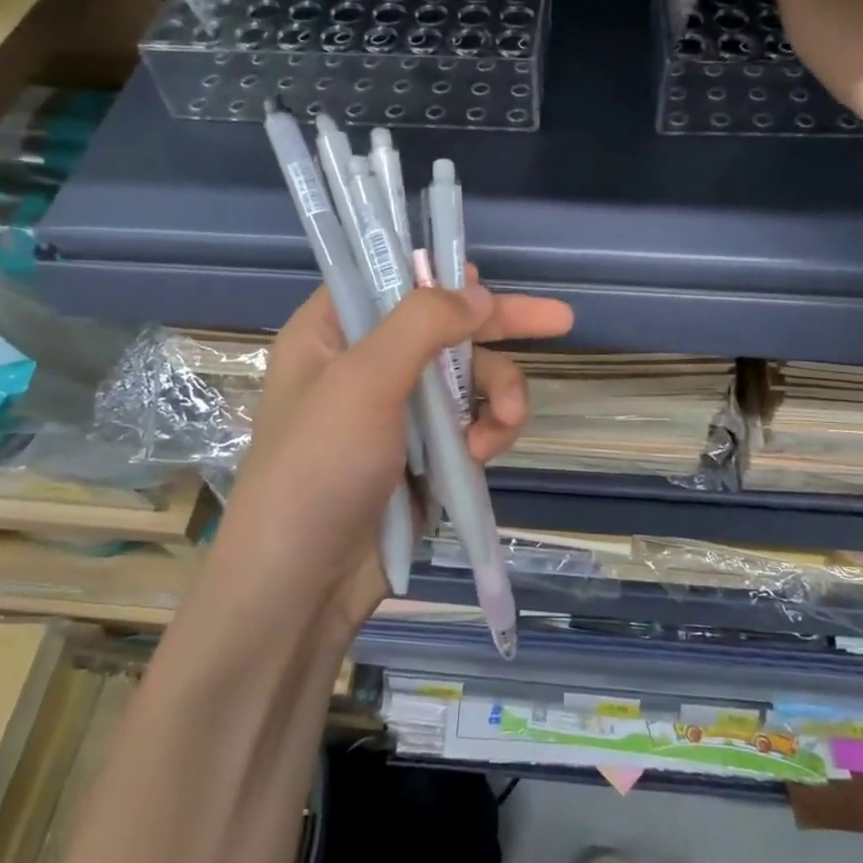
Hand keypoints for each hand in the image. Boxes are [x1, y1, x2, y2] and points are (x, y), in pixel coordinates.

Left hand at [204, 279, 573, 643]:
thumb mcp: (363, 382)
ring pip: (468, 378)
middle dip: (498, 329)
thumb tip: (479, 291)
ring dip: (498, 393)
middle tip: (560, 320)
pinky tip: (488, 451)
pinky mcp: (423, 456)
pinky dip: (489, 431)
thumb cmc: (319, 469)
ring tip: (507, 421)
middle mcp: (364, 365)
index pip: (386, 279)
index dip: (434, 273)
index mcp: (330, 334)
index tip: (478, 277)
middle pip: (443, 327)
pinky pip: (471, 423)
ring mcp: (397, 413)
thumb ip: (422, 325)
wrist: (303, 588)